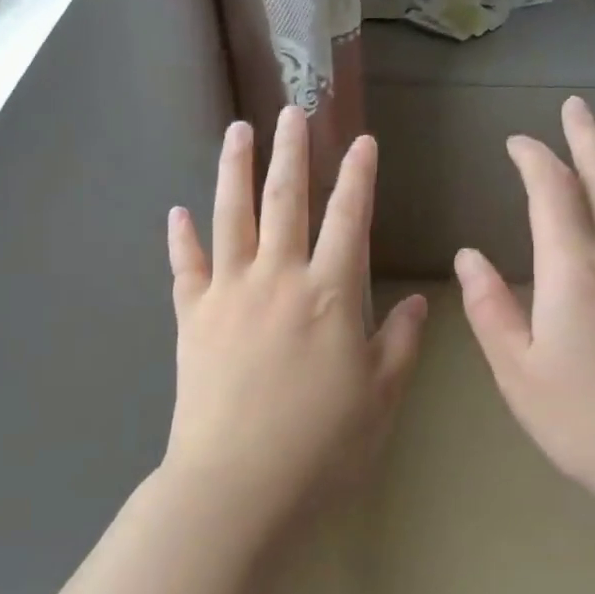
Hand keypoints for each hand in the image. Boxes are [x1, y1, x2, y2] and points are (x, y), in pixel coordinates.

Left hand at [163, 106, 427, 521]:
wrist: (238, 484)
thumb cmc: (322, 446)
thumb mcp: (381, 398)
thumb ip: (401, 344)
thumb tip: (419, 302)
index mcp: (330, 295)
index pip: (349, 219)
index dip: (358, 176)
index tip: (361, 139)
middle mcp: (278, 278)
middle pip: (285, 201)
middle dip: (292, 152)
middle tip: (292, 109)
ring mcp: (228, 294)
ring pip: (230, 217)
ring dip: (234, 170)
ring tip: (236, 131)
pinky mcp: (191, 318)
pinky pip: (185, 267)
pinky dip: (180, 238)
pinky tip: (176, 212)